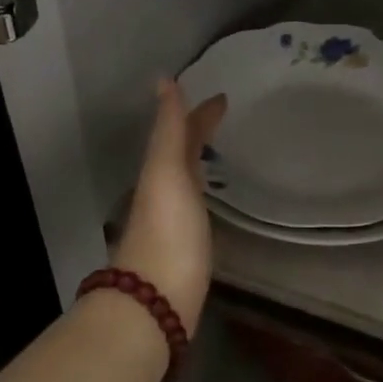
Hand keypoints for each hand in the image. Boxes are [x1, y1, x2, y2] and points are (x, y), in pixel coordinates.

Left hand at [113, 80, 228, 334]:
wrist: (156, 301)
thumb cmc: (167, 232)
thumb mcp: (167, 173)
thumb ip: (168, 129)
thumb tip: (163, 80)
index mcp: (160, 172)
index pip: (180, 133)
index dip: (199, 114)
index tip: (224, 98)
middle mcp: (163, 193)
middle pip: (181, 155)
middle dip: (198, 134)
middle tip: (226, 119)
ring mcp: (174, 222)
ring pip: (186, 180)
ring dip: (199, 162)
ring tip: (220, 152)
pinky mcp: (187, 249)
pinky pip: (195, 207)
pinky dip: (203, 193)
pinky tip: (211, 203)